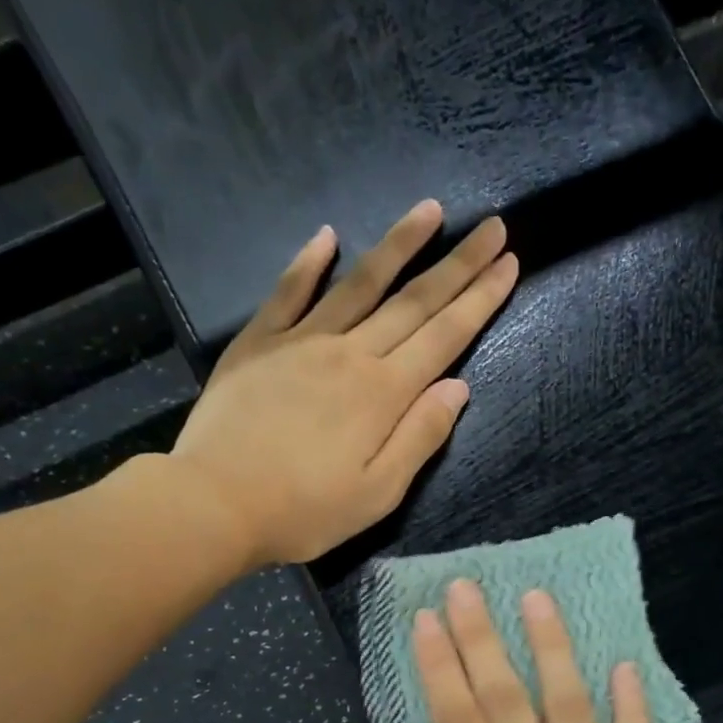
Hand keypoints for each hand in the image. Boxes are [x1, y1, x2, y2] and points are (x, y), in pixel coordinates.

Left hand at [170, 200, 516, 566]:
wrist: (214, 504)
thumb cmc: (305, 511)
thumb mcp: (379, 493)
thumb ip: (420, 437)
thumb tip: (458, 387)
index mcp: (384, 393)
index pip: (445, 336)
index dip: (480, 299)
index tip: (508, 263)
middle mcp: (350, 354)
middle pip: (414, 301)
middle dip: (458, 264)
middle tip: (492, 227)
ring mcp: (301, 341)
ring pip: (359, 283)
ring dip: (398, 245)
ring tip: (429, 211)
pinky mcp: (258, 343)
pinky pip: (289, 292)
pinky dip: (309, 262)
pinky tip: (327, 237)